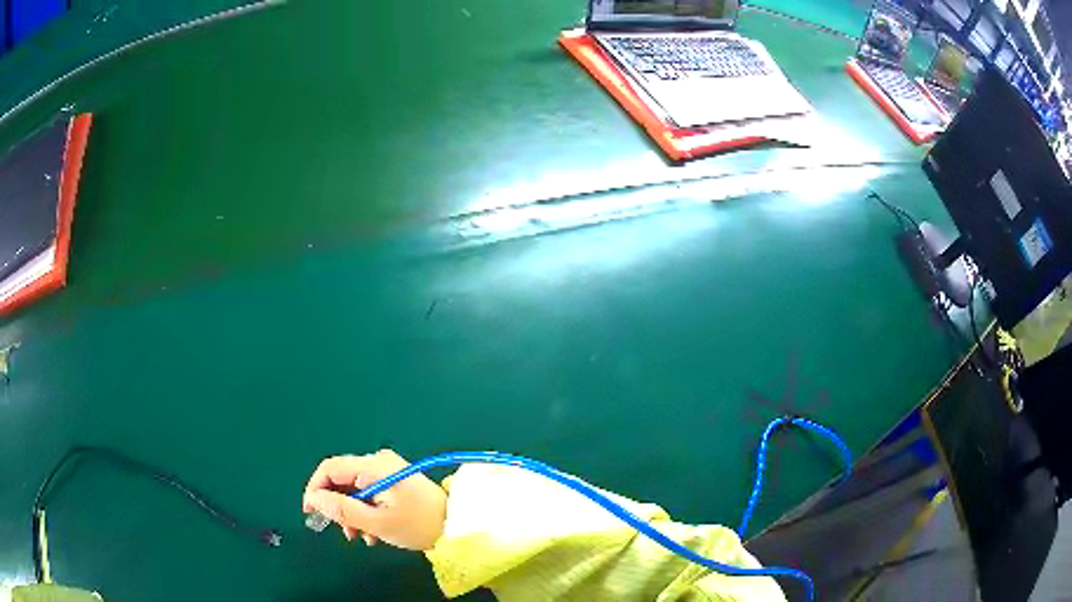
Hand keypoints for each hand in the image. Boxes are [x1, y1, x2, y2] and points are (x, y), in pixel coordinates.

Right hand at [303, 449, 446, 550]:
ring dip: (352, 514)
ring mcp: (388, 470)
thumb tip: (314, 499)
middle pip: (342, 479)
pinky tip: (373, 532)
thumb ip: (342, 509)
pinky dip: (365, 511)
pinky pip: (369, 493)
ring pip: (355, 490)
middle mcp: (378, 462)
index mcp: (373, 466)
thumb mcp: (376, 522)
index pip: (330, 468)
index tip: (310, 512)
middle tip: (345, 532)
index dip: (315, 488)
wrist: (457, 526)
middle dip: (338, 507)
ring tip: (362, 537)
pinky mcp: (395, 481)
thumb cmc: (417, 525)